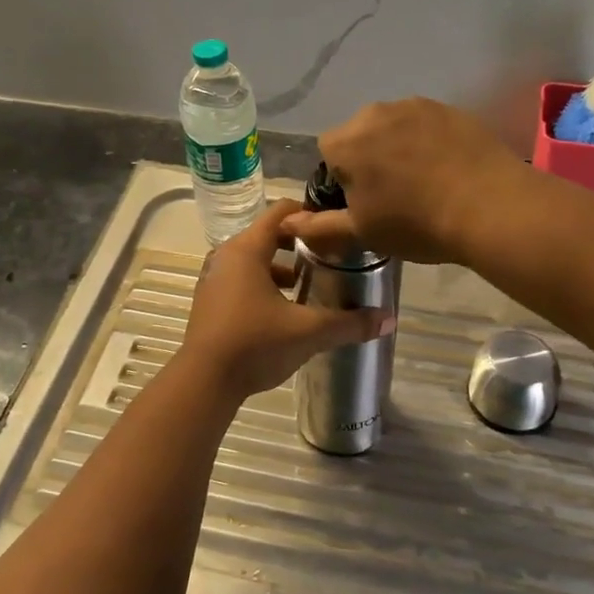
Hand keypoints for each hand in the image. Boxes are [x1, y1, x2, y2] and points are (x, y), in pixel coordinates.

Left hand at [178, 199, 389, 400]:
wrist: (204, 382)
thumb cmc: (255, 344)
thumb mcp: (308, 332)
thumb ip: (349, 323)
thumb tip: (389, 318)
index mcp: (247, 249)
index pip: (280, 212)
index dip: (308, 214)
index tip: (334, 226)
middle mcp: (226, 255)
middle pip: (266, 234)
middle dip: (297, 242)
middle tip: (328, 254)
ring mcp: (213, 278)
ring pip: (252, 259)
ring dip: (278, 266)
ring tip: (307, 283)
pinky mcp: (208, 300)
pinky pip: (239, 278)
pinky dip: (261, 283)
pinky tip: (281, 309)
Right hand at [281, 98, 527, 264]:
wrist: (490, 207)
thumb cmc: (416, 223)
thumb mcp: (362, 232)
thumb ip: (319, 226)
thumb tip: (286, 223)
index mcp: (346, 141)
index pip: (328, 152)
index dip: (342, 178)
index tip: (364, 201)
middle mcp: (375, 113)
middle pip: (360, 134)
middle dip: (369, 158)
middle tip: (394, 194)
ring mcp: (415, 106)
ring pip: (394, 127)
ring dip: (399, 147)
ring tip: (425, 181)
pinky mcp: (450, 108)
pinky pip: (426, 124)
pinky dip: (430, 141)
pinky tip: (448, 169)